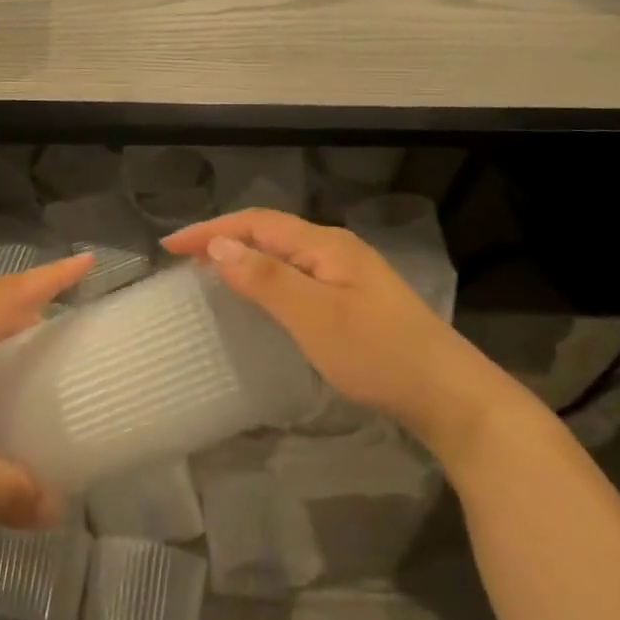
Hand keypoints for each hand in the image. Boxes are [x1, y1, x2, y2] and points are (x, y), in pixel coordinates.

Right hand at [164, 210, 510, 445]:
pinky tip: (262, 296)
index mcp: (324, 244)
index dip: (211, 230)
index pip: (256, 223)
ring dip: (245, 255)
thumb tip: (219, 245)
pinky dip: (267, 276)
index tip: (170, 246)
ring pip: (284, 253)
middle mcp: (335, 249)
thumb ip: (266, 279)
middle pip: (269, 231)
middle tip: (184, 257)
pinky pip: (297, 274)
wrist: (450, 396)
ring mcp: (349, 274)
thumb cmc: (377, 354)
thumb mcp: (314, 317)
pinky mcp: (356, 300)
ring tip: (211, 270)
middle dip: (224, 237)